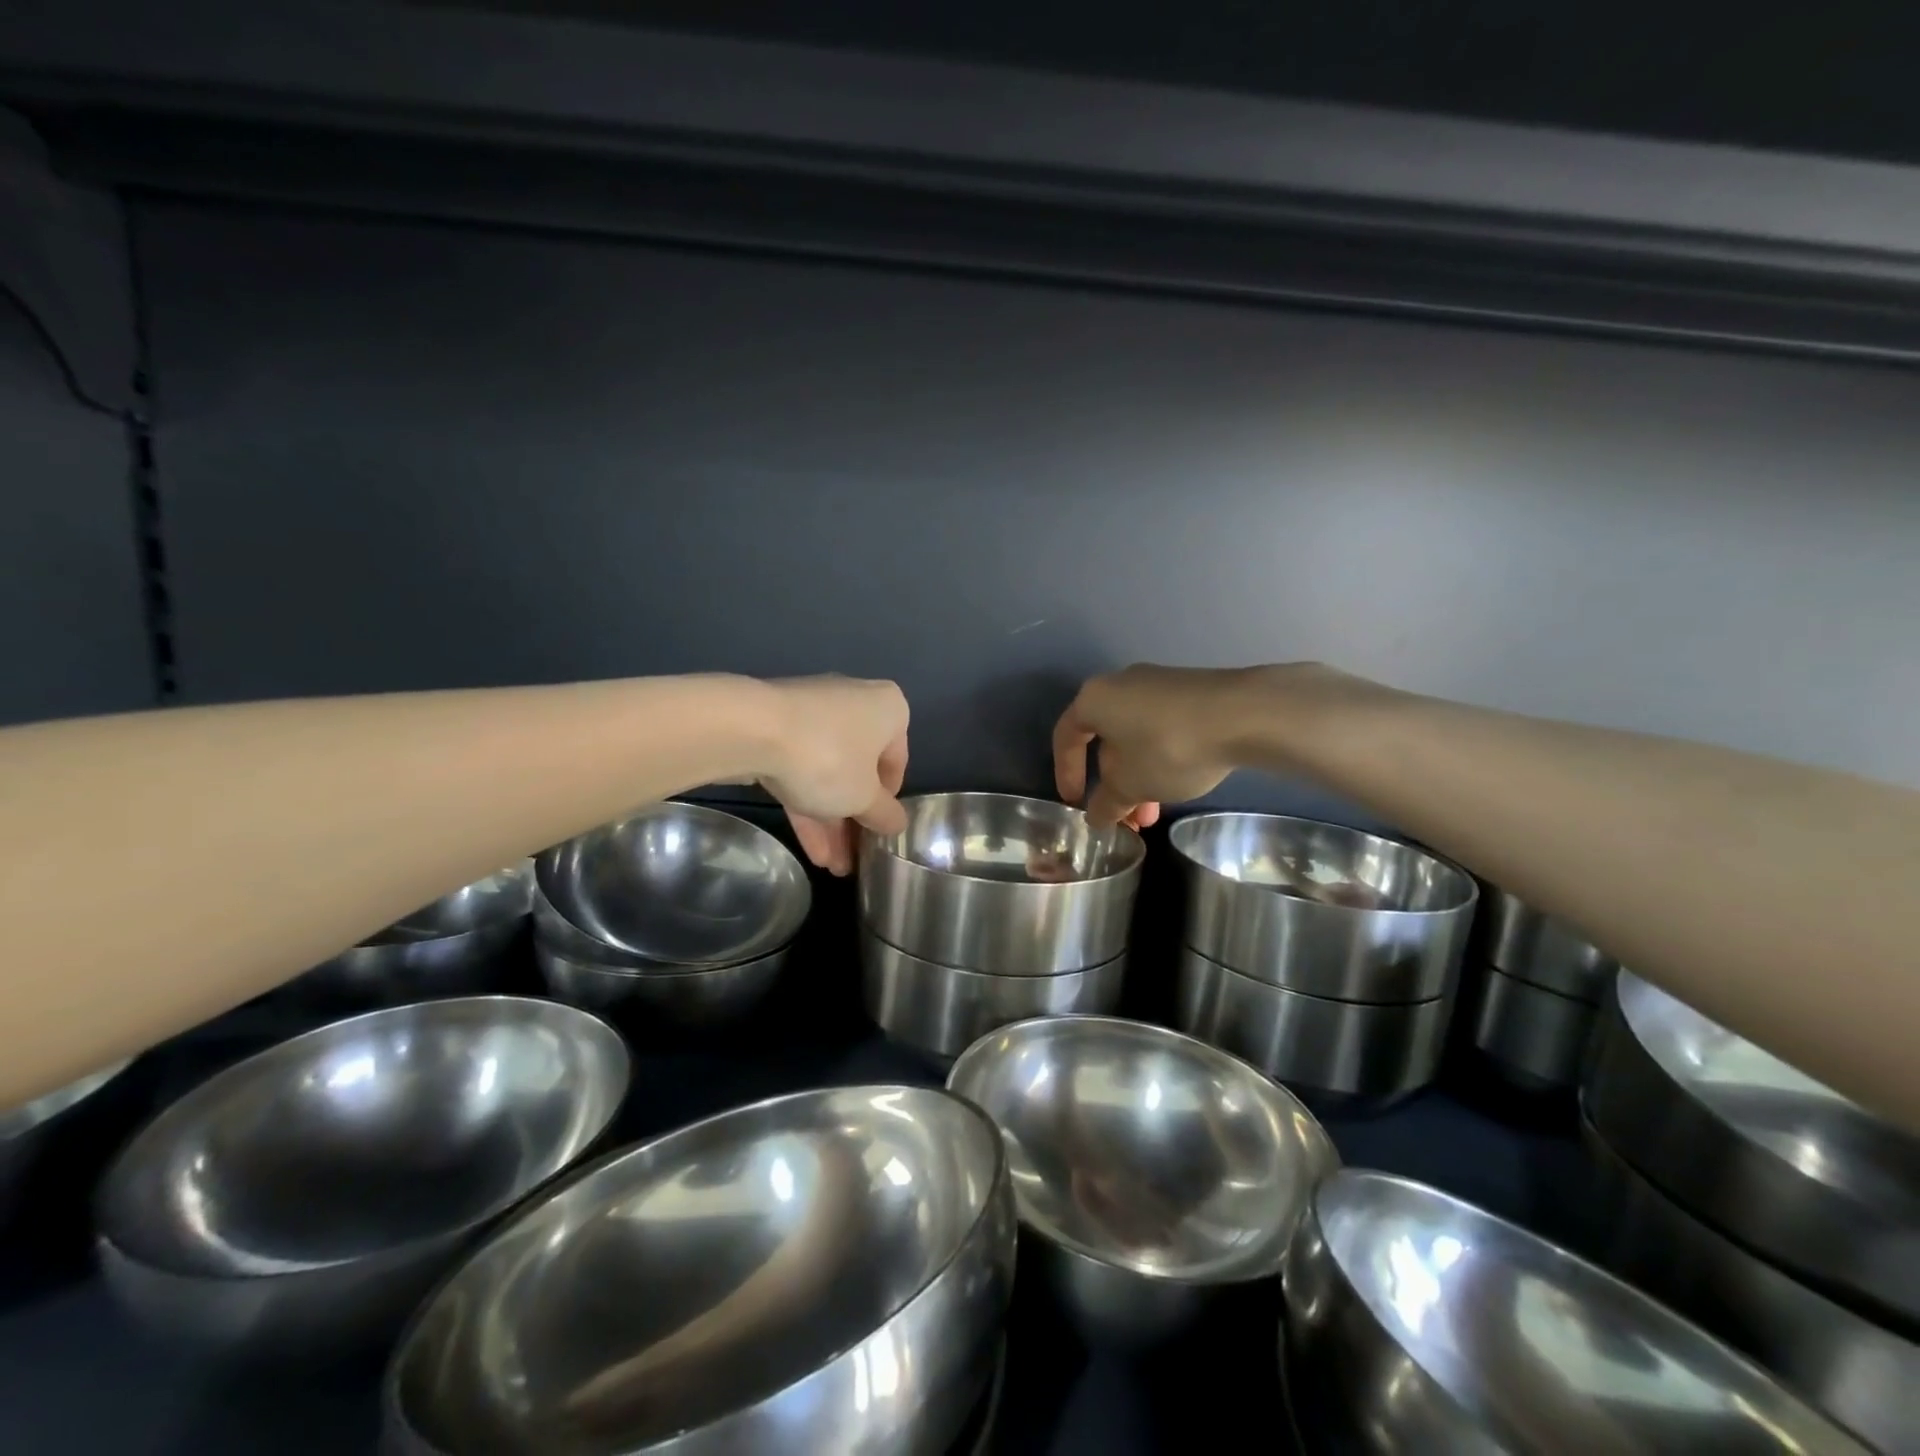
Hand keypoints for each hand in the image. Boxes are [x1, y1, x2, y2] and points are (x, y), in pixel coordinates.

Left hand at [758, 676, 909, 874]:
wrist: (750, 730)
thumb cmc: (829, 759)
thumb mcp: (864, 798)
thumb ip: (885, 814)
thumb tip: (898, 823)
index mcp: (888, 709)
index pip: (897, 762)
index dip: (887, 802)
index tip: (877, 831)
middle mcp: (855, 703)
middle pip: (860, 770)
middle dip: (854, 819)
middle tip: (853, 857)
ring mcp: (813, 714)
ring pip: (828, 773)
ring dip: (831, 821)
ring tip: (832, 867)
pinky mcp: (778, 728)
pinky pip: (801, 769)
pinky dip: (807, 805)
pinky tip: (810, 848)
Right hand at [1053, 665, 1244, 828]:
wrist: (1244, 714)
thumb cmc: (1169, 747)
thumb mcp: (1132, 785)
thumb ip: (1107, 803)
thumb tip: (1095, 817)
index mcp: (1094, 699)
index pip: (1066, 737)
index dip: (1066, 772)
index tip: (1075, 802)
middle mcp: (1121, 684)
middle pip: (1105, 739)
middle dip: (1113, 783)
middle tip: (1125, 816)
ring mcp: (1158, 684)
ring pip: (1135, 737)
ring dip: (1139, 777)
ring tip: (1154, 813)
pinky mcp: (1190, 691)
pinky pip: (1161, 728)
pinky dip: (1160, 758)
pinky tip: (1178, 784)